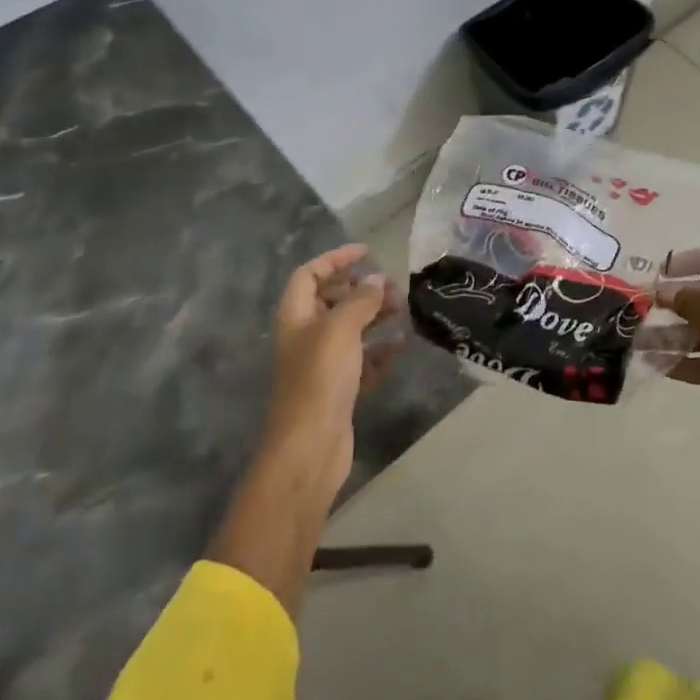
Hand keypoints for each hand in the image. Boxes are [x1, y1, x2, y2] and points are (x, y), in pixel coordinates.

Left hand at [265, 243, 399, 498]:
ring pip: (350, 329)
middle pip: (331, 300)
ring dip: (374, 316)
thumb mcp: (340, 330)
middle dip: (360, 289)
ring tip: (403, 308)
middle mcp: (306, 336)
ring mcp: (323, 365)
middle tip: (391, 285)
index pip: (309, 275)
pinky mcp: (340, 389)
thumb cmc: (319, 379)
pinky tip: (402, 343)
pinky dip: (381, 349)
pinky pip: (363, 360)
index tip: (366, 252)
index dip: (334, 259)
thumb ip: (360, 301)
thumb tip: (375, 280)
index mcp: (296, 317)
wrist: (310, 447)